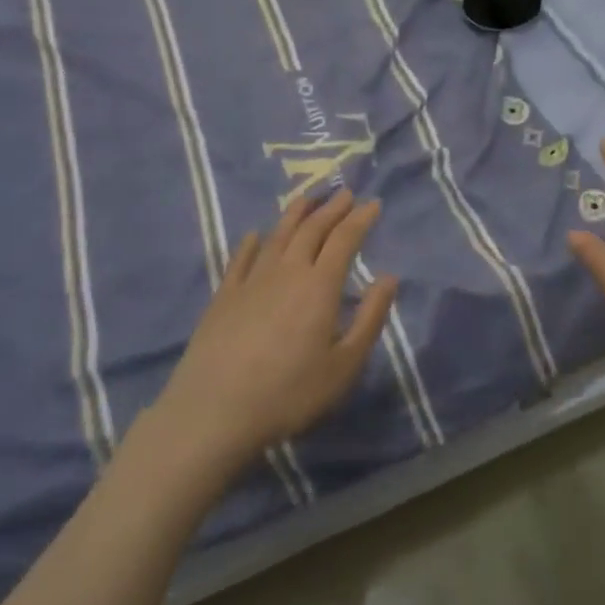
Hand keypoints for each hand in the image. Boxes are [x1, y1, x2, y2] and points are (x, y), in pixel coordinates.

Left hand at [147, 191, 396, 477]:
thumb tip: (389, 277)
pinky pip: (241, 259)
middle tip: (345, 193)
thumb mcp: (344, 365)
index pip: (344, 239)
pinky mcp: (224, 296)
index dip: (360, 219)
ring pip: (278, 235)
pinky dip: (251, 243)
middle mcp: (287, 271)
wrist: (215, 411)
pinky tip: (255, 235)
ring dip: (295, 213)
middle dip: (331, 208)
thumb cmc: (289, 392)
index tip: (373, 203)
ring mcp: (252, 280)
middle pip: (312, 229)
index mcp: (320, 285)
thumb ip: (369, 317)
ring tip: (307, 198)